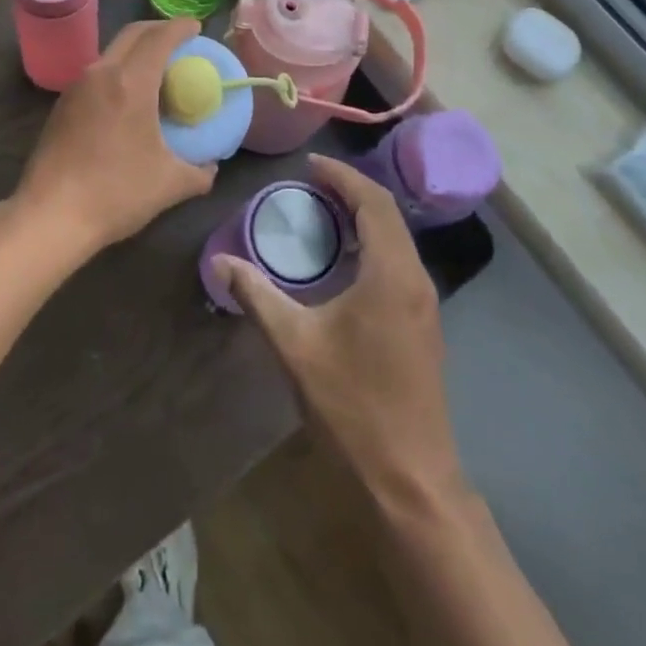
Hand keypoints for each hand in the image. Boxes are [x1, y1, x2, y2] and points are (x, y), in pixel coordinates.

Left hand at [14, 19, 214, 259]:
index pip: (160, 38)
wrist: (50, 215)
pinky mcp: (62, 104)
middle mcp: (101, 73)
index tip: (197, 26)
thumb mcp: (169, 185)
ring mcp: (77, 87)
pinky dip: (119, 70)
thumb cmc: (115, 193)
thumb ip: (199, 172)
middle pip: (133, 34)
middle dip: (158, 29)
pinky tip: (128, 97)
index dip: (181, 27)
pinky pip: (97, 73)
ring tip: (157, 69)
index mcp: (130, 82)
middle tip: (180, 40)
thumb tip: (211, 166)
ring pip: (112, 51)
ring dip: (136, 50)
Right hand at [215, 156, 459, 508]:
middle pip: (388, 214)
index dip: (342, 176)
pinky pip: (399, 262)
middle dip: (351, 190)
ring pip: (397, 239)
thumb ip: (257, 296)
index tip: (309, 165)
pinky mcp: (423, 325)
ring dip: (364, 217)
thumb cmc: (353, 405)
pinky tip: (344, 259)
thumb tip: (220, 263)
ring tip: (323, 212)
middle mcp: (416, 279)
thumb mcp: (295, 346)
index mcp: (391, 273)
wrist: (410, 481)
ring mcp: (425, 304)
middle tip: (310, 184)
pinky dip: (372, 243)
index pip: (373, 202)